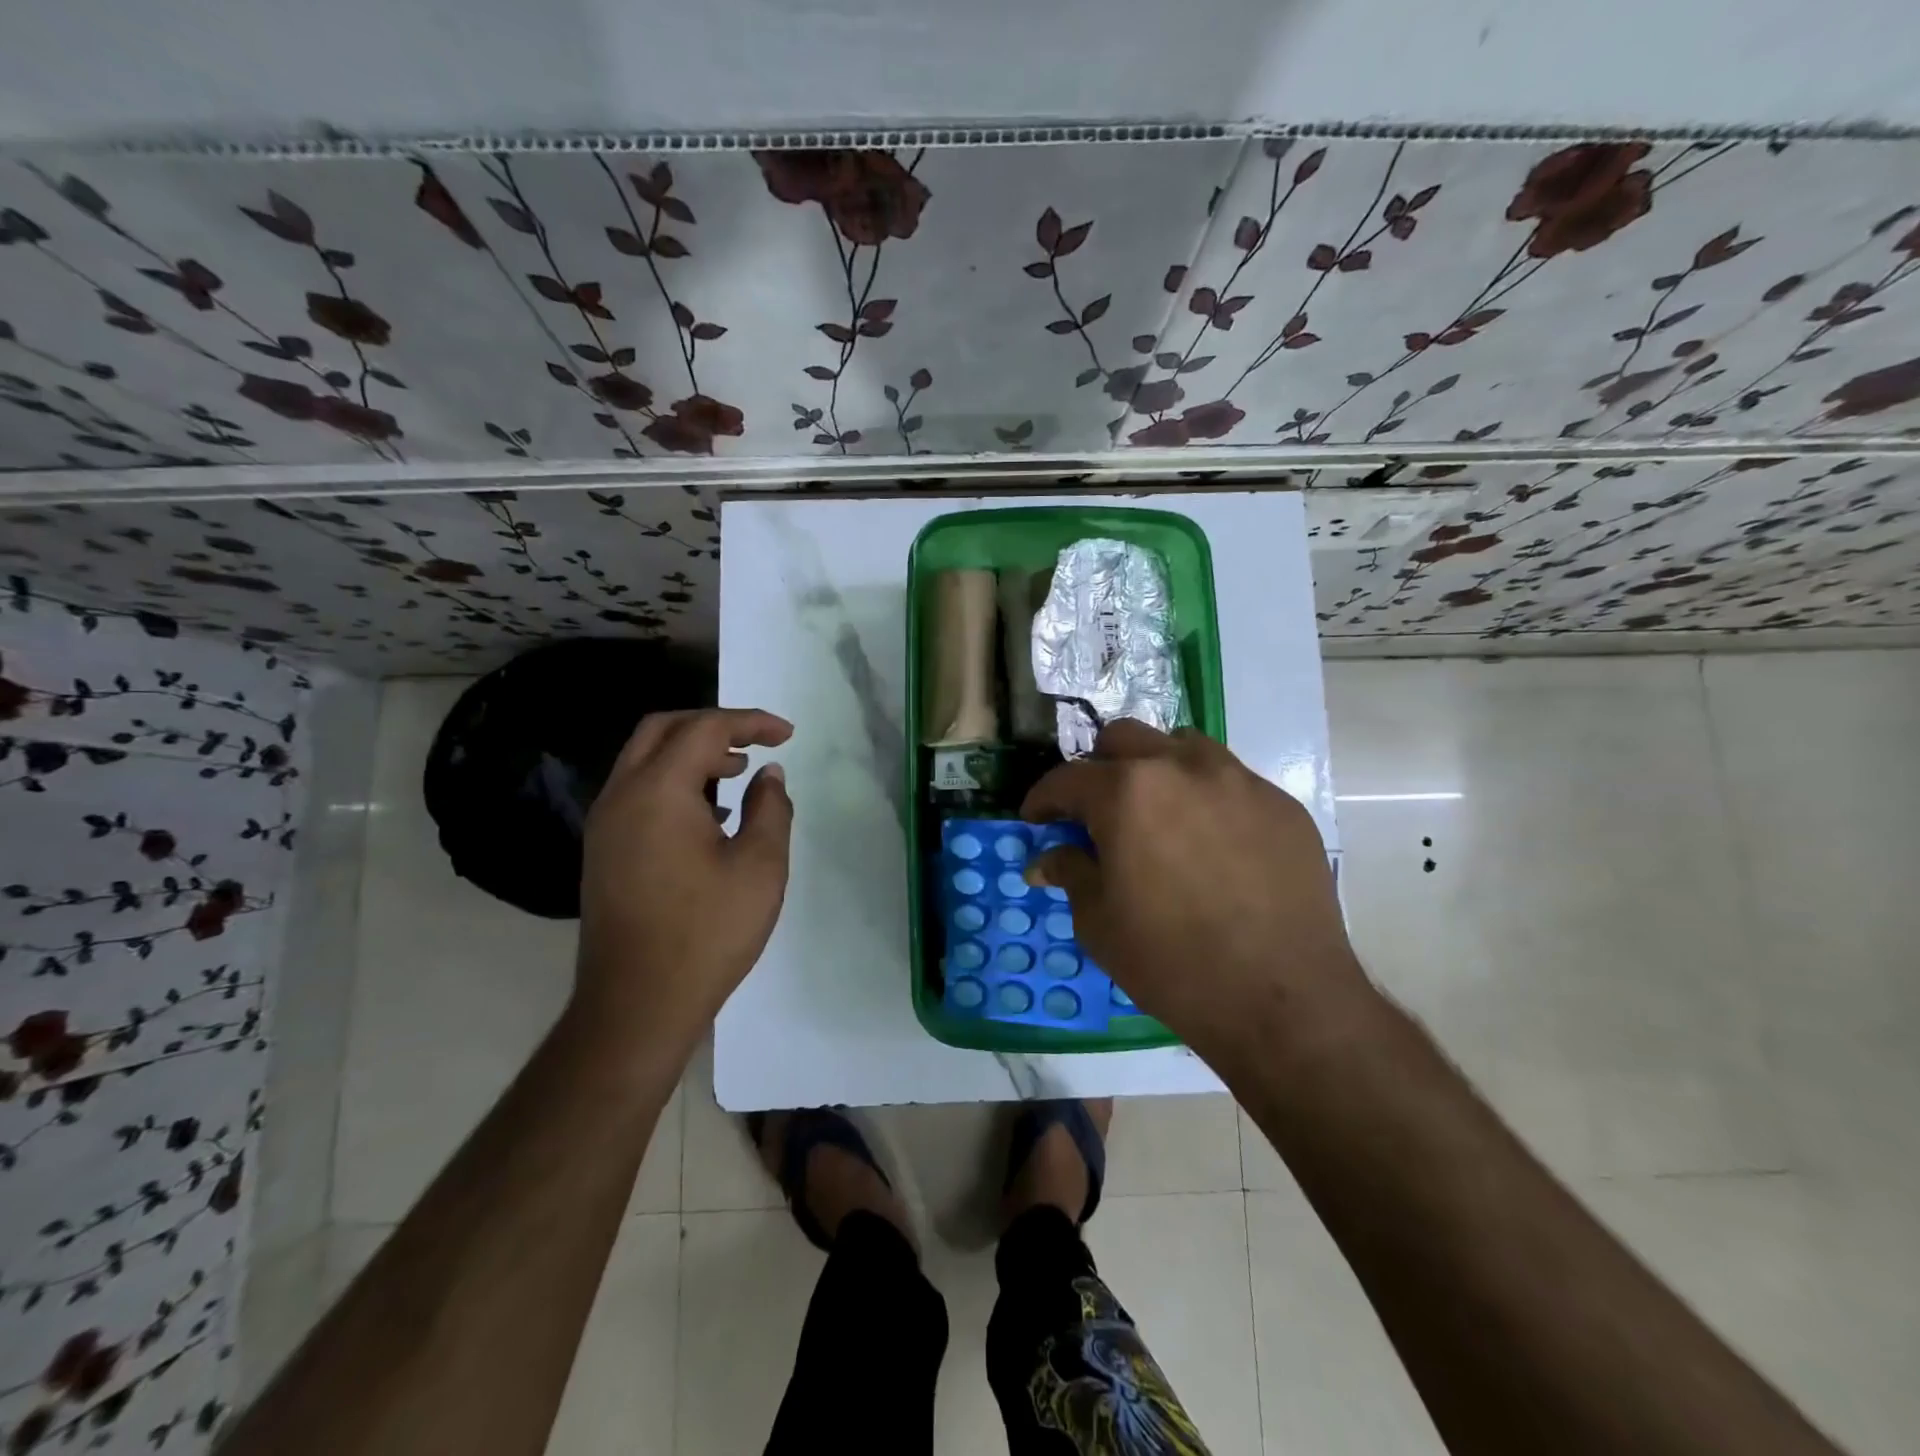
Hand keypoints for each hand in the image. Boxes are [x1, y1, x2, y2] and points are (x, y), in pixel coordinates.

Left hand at [574, 708, 793, 1055]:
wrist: (637, 1005)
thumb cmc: (707, 932)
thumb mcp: (760, 867)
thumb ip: (770, 808)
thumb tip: (768, 774)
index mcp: (658, 791)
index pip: (704, 729)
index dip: (750, 722)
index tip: (788, 735)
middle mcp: (621, 796)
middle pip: (663, 729)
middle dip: (714, 726)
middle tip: (756, 743)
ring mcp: (605, 824)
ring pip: (645, 760)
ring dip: (691, 753)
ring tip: (737, 774)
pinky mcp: (603, 850)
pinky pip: (638, 792)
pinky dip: (674, 782)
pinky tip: (709, 815)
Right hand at [1021, 719, 1365, 1062]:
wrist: (1282, 1000)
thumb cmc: (1171, 963)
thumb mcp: (1099, 923)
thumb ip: (1071, 873)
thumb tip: (1046, 858)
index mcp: (1126, 793)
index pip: (1067, 778)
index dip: (1043, 799)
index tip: (1037, 820)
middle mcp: (1181, 768)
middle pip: (1124, 739)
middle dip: (1098, 769)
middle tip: (1095, 811)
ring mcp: (1239, 781)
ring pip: (1182, 747)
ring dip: (1156, 769)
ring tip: (1156, 814)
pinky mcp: (1281, 805)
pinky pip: (1231, 782)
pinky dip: (1205, 798)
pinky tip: (1211, 844)